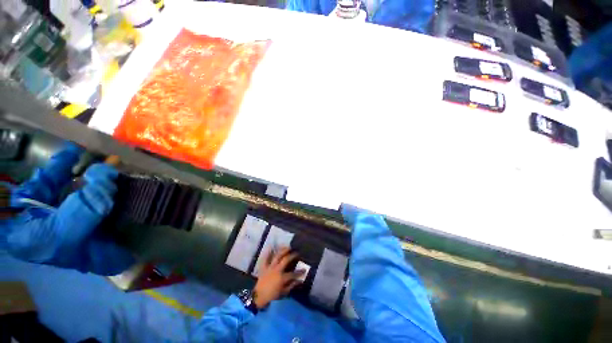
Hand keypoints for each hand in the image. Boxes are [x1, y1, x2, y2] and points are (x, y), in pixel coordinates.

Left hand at [253, 247, 304, 308]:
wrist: (258, 297)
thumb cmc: (272, 295)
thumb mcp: (284, 292)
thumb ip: (292, 285)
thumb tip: (299, 280)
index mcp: (282, 277)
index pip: (293, 273)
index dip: (300, 272)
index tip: (304, 269)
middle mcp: (277, 270)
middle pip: (286, 260)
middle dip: (292, 255)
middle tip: (296, 253)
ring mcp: (270, 267)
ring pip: (277, 256)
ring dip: (283, 251)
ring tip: (288, 247)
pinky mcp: (264, 267)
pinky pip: (265, 258)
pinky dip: (268, 252)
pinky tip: (271, 246)